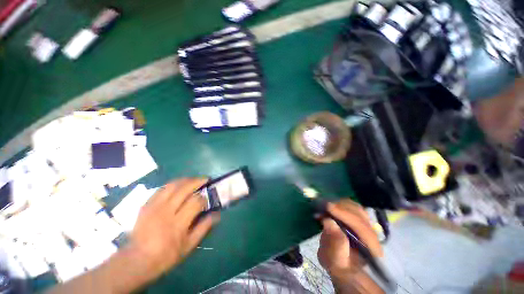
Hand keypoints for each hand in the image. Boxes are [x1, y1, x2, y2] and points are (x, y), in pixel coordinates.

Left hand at [127, 178, 220, 283]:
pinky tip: (178, 185)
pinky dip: (172, 184)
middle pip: (184, 189)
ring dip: (185, 180)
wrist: (136, 260)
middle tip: (205, 180)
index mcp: (178, 224)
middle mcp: (166, 212)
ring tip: (193, 180)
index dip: (204, 198)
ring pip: (172, 185)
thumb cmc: (166, 255)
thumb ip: (204, 228)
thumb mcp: (189, 246)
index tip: (207, 199)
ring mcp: (154, 207)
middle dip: (198, 181)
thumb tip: (217, 214)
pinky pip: (161, 189)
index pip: (195, 202)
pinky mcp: (146, 205)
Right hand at [317, 199, 381, 279]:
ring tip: (326, 204)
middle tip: (323, 204)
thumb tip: (329, 221)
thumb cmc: (338, 265)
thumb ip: (335, 244)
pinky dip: (341, 204)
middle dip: (341, 206)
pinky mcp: (359, 220)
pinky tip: (331, 205)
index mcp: (371, 247)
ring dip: (340, 203)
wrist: (343, 265)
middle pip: (360, 213)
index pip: (360, 226)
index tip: (328, 207)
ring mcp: (367, 225)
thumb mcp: (334, 260)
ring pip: (356, 208)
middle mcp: (372, 234)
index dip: (344, 214)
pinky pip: (352, 207)